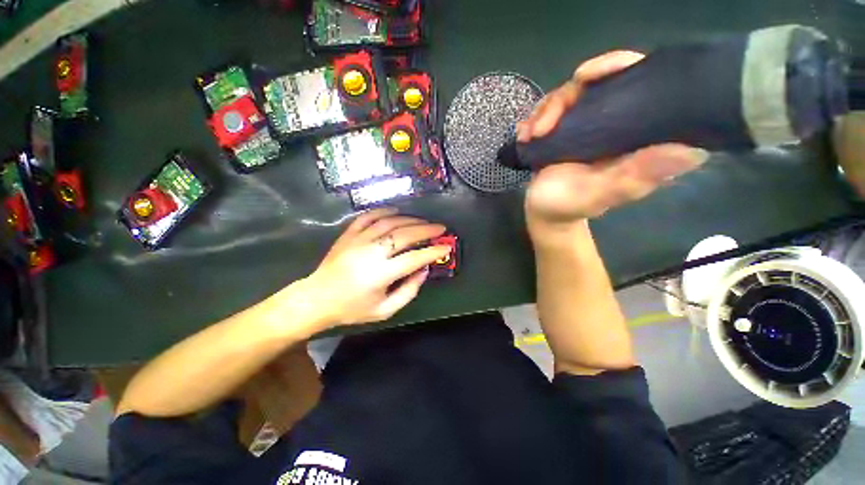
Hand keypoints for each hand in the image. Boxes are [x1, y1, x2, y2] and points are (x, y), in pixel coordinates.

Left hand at [302, 208, 450, 327]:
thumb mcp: (385, 310)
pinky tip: (396, 210)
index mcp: (381, 274)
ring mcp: (358, 240)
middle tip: (440, 228)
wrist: (317, 299)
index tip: (446, 246)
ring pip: (389, 222)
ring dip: (410, 219)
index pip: (414, 258)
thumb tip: (424, 270)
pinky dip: (384, 211)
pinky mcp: (348, 234)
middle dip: (426, 230)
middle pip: (404, 235)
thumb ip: (409, 291)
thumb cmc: (352, 308)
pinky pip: (368, 216)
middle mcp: (371, 252)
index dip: (433, 251)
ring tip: (423, 221)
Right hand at [519, 51, 707, 229]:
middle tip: (543, 125)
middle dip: (567, 97)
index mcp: (637, 136)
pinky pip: (553, 109)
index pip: (642, 83)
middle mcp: (617, 123)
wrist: (543, 211)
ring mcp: (590, 124)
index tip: (587, 76)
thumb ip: (633, 176)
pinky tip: (525, 135)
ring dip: (544, 112)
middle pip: (600, 82)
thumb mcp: (598, 194)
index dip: (619, 67)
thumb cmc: (568, 206)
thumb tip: (692, 150)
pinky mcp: (568, 129)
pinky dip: (535, 119)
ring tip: (529, 136)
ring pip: (570, 94)